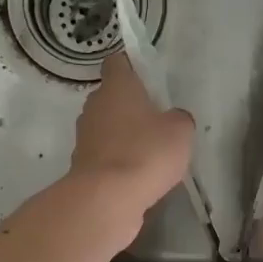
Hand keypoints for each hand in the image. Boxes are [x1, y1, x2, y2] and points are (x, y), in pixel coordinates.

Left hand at [68, 52, 194, 230]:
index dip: (132, 67)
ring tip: (149, 152)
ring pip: (106, 127)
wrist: (107, 198)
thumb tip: (173, 119)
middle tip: (156, 120)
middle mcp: (94, 106)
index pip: (118, 63)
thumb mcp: (180, 131)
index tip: (148, 79)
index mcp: (117, 87)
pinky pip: (104, 155)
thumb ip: (178, 119)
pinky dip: (117, 161)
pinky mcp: (82, 165)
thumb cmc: (146, 152)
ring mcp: (84, 136)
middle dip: (130, 106)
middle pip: (111, 97)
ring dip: (123, 136)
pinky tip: (136, 175)